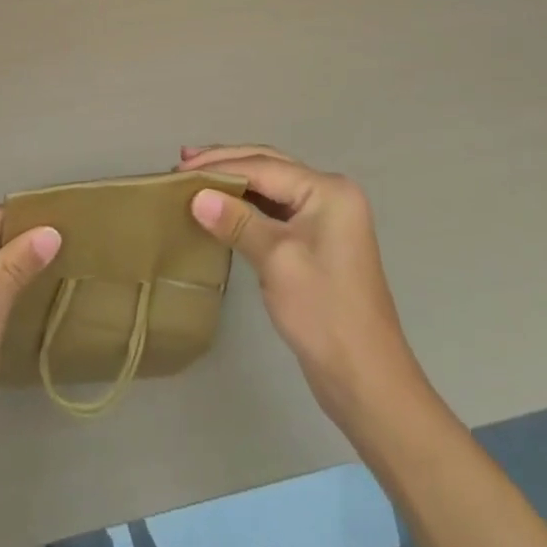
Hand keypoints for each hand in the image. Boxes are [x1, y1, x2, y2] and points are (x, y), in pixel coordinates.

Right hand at [179, 145, 424, 436]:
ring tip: (195, 175)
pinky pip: (274, 209)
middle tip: (183, 162)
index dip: (219, 166)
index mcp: (329, 190)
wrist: (367, 383)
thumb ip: (237, 222)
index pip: (264, 166)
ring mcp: (324, 218)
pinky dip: (246, 204)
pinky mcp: (316, 241)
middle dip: (225, 162)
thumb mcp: (277, 261)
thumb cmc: (324, 315)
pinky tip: (222, 204)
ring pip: (270, 186)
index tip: (179, 170)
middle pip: (269, 166)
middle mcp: (330, 195)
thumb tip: (196, 196)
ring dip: (234, 180)